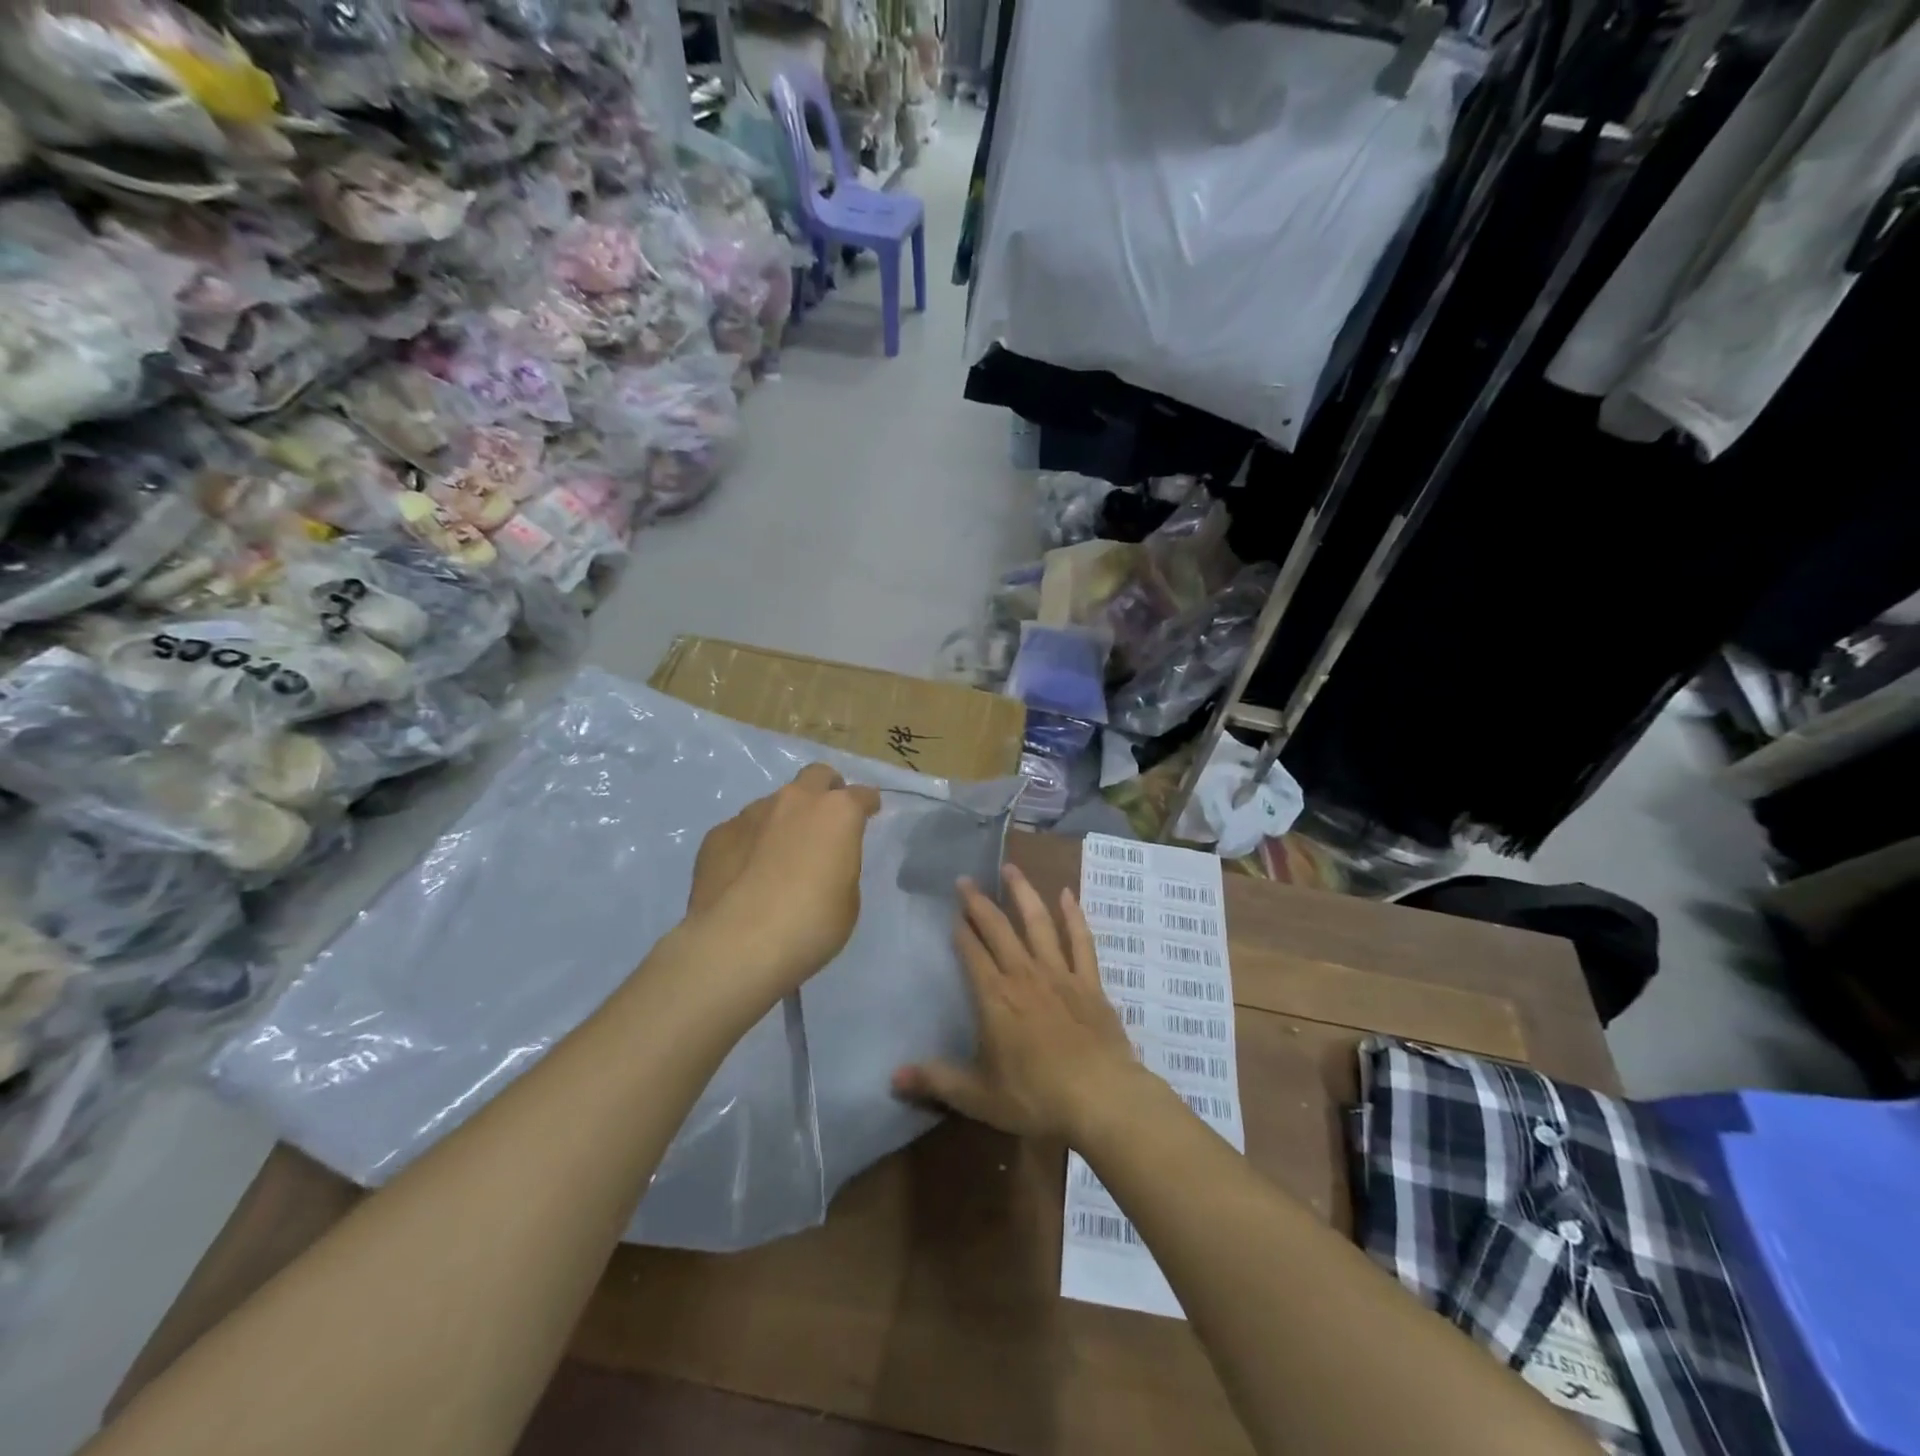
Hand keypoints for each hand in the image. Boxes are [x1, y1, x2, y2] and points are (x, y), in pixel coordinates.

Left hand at [683, 763, 880, 1002]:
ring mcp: (751, 814)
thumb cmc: (810, 924)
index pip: (862, 795)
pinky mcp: (717, 835)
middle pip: (816, 776)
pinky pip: (742, 830)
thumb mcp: (847, 902)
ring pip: (775, 803)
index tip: (870, 812)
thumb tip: (823, 865)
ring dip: (784, 820)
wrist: (736, 944)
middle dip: (826, 789)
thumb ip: (840, 869)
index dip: (868, 803)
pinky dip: (750, 844)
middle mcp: (794, 802)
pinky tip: (745, 875)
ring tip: (779, 855)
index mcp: (837, 814)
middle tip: (827, 817)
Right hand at [892, 863, 1141, 1140]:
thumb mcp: (979, 1096)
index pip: (972, 952)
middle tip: (966, 879)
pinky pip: (1080, 941)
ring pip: (1038, 923)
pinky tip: (1067, 894)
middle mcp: (1024, 975)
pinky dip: (1073, 916)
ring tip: (1010, 868)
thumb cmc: (1036, 1097)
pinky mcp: (1090, 982)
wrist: (1102, 1098)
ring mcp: (1060, 974)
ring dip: (1023, 893)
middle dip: (979, 903)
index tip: (951, 910)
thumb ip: (937, 1080)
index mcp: (995, 998)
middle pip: (998, 929)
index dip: (961, 930)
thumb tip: (892, 1077)